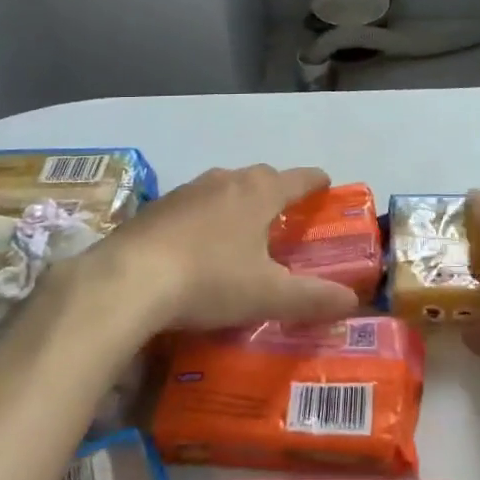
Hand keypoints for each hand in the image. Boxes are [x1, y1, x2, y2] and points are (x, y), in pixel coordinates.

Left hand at [83, 165, 359, 333]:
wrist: (128, 281)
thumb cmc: (210, 280)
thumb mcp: (268, 295)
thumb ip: (312, 298)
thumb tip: (352, 301)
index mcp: (259, 193)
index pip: (298, 178)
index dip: (316, 182)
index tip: (326, 184)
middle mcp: (225, 181)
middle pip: (260, 177)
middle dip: (276, 191)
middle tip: (284, 215)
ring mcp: (187, 191)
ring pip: (223, 187)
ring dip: (237, 201)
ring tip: (241, 229)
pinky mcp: (156, 208)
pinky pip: (192, 204)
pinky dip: (204, 217)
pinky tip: (196, 245)